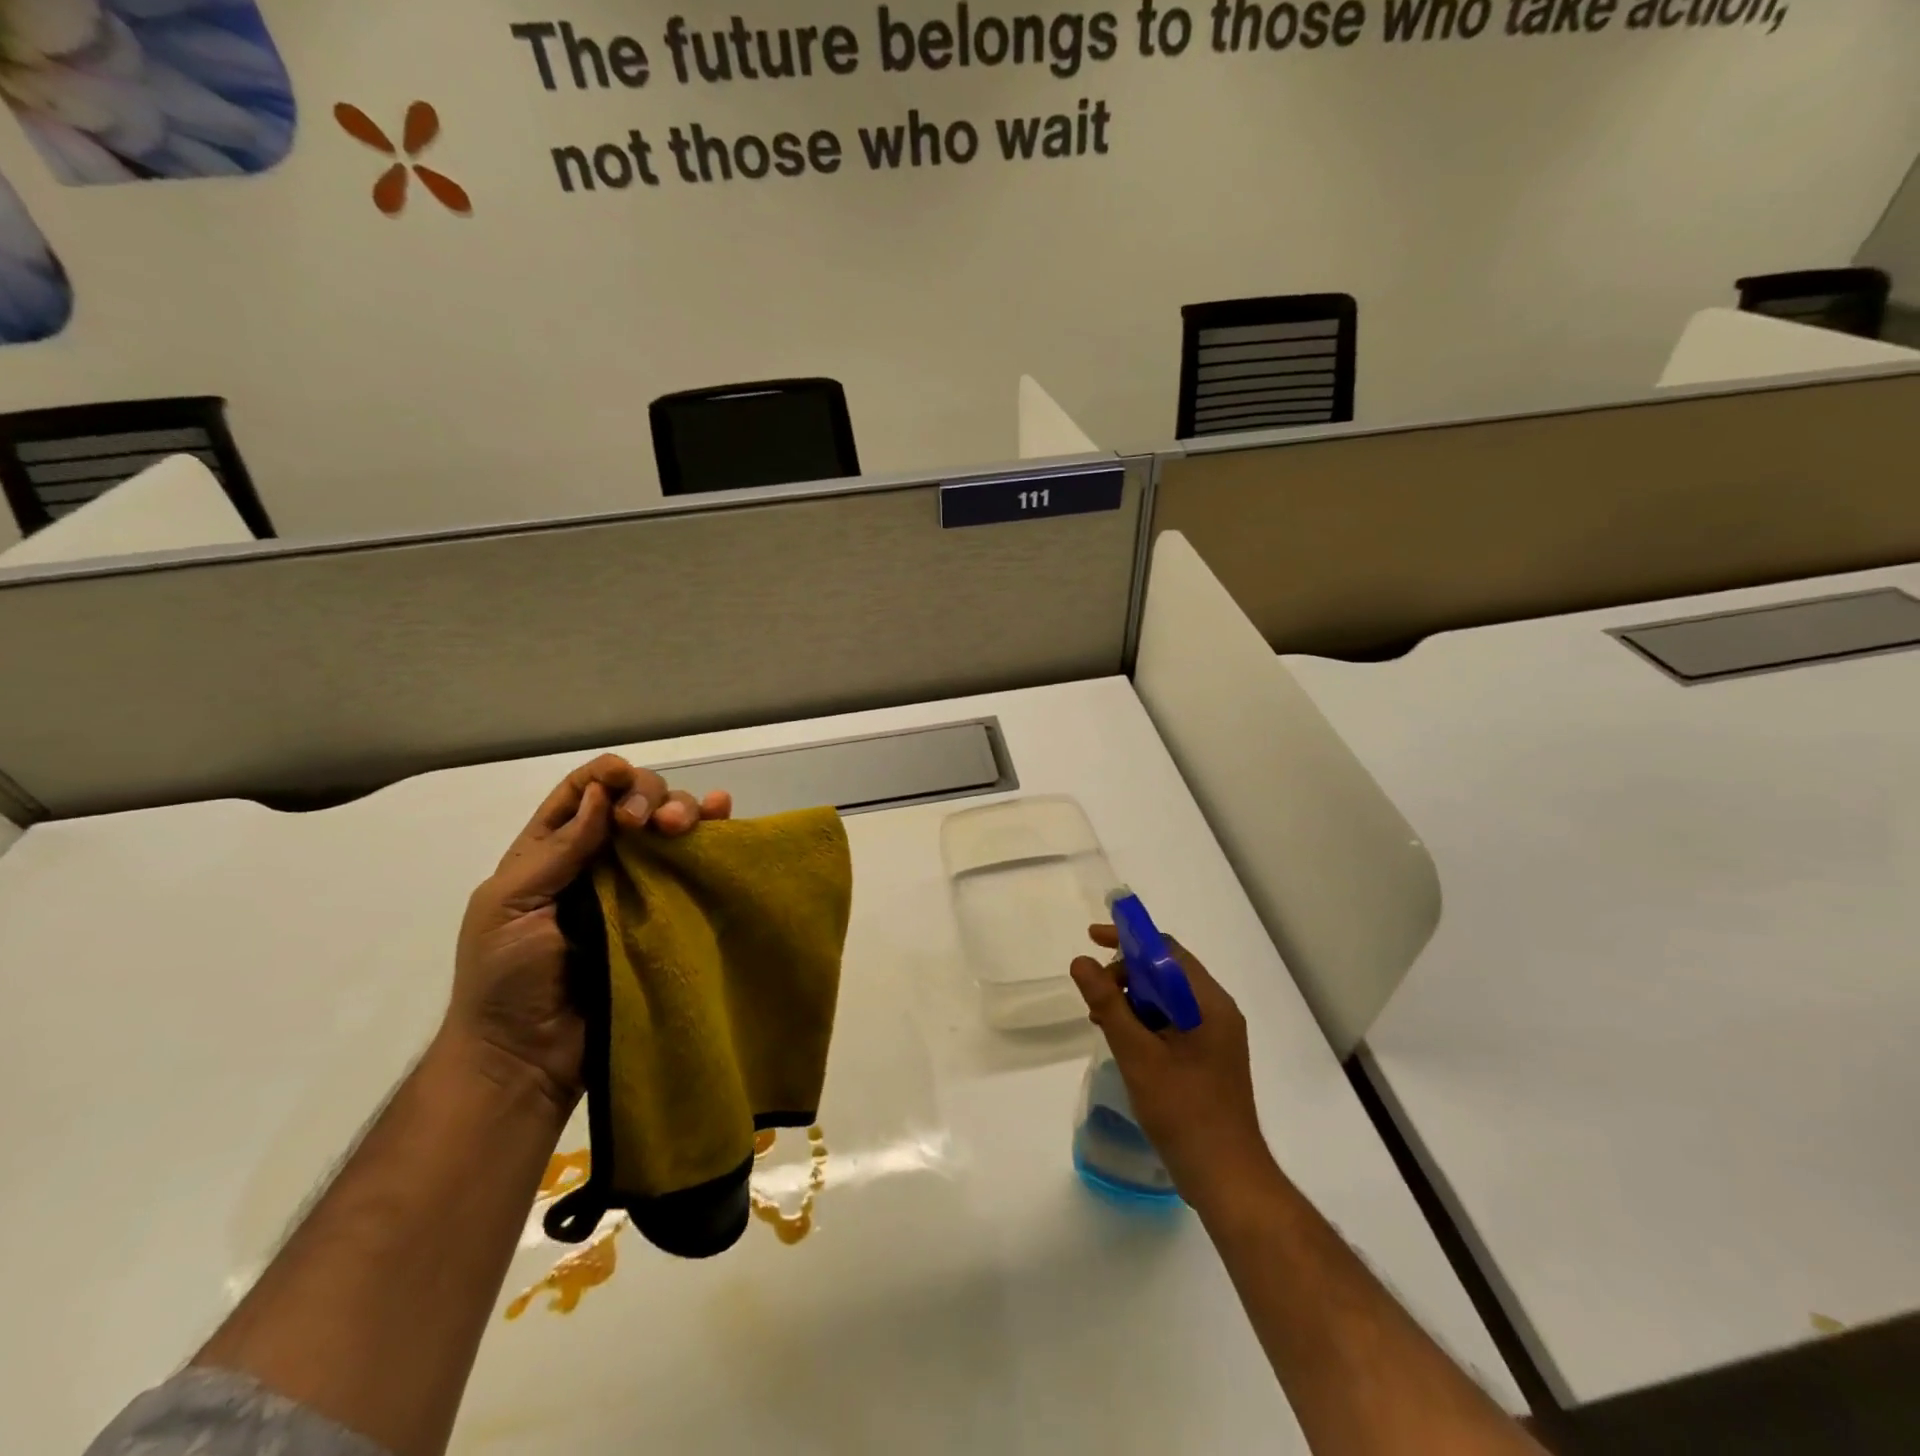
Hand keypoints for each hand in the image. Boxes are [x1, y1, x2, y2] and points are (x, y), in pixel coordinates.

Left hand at [444, 754, 731, 1109]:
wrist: (530, 1057)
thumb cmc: (505, 981)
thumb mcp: (509, 906)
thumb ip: (556, 851)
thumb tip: (602, 793)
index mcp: (550, 852)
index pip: (581, 794)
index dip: (604, 776)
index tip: (622, 777)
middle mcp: (599, 859)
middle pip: (632, 802)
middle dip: (646, 794)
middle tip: (646, 823)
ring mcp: (638, 885)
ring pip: (669, 825)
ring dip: (681, 809)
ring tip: (682, 826)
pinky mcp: (669, 911)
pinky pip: (694, 864)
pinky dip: (712, 832)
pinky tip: (724, 813)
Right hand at [1070, 926, 1275, 1210]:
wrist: (1227, 1178)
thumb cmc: (1184, 1112)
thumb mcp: (1138, 1054)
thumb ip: (1108, 1004)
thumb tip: (1080, 961)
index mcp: (1209, 1003)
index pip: (1166, 950)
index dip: (1128, 940)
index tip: (1093, 938)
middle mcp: (1217, 1011)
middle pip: (1167, 972)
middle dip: (1127, 974)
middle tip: (1094, 995)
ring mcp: (1216, 1036)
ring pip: (1168, 999)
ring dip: (1133, 1000)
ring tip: (1102, 1021)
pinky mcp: (1209, 1057)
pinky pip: (1173, 1022)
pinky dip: (1146, 1022)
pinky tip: (1124, 1042)